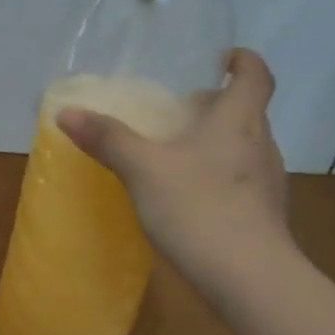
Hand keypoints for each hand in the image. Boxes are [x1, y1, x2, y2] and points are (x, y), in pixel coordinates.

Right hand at [57, 48, 293, 294]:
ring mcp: (268, 183)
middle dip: (216, 107)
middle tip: (179, 112)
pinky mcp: (264, 216)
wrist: (248, 276)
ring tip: (177, 157)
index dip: (242, 61)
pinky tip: (189, 200)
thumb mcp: (143, 169)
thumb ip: (107, 139)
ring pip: (243, 148)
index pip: (255, 75)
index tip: (222, 58)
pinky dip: (217, 179)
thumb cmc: (198, 207)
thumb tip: (66, 112)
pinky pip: (240, 183)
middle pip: (245, 113)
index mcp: (239, 120)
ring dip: (216, 144)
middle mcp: (261, 144)